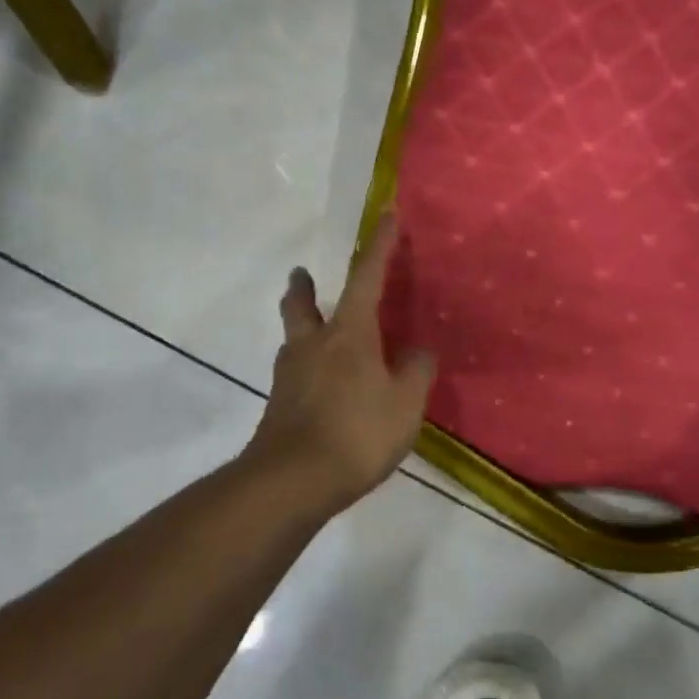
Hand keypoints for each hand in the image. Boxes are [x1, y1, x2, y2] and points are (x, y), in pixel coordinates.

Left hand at [243, 213, 435, 512]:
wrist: (292, 482)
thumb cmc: (356, 432)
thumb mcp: (405, 403)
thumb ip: (416, 372)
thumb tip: (418, 353)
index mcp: (349, 333)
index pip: (366, 277)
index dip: (379, 246)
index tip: (386, 216)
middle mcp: (314, 345)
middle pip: (302, 305)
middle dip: (304, 288)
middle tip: (302, 275)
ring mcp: (290, 376)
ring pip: (294, 338)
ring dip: (300, 324)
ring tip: (314, 331)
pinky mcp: (280, 406)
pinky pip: (295, 373)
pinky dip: (307, 366)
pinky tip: (321, 385)